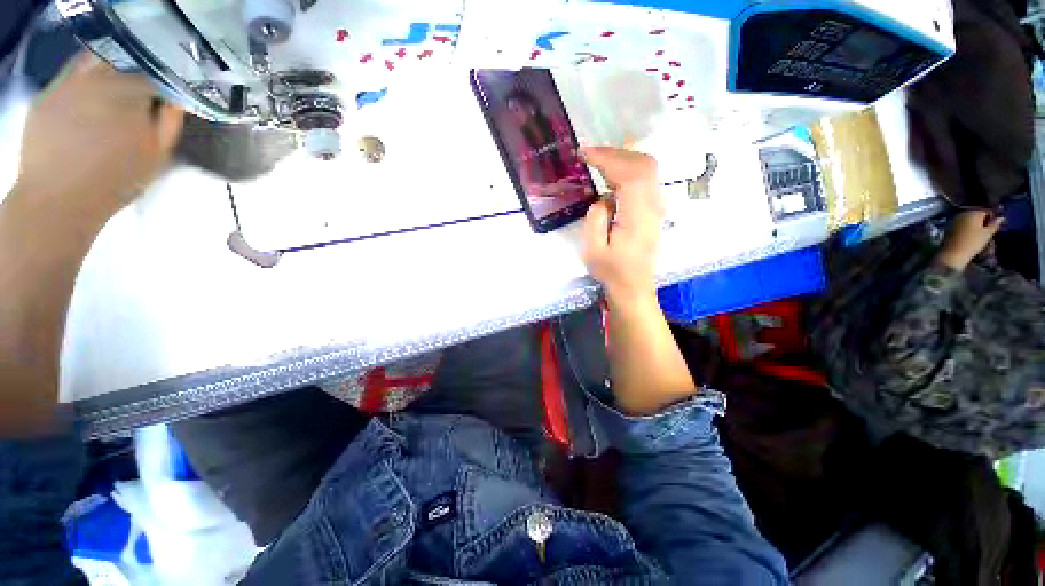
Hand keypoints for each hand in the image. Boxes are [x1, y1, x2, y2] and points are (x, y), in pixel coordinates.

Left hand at [16, 52, 182, 217]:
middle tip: (137, 93)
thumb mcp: (156, 156)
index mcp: (129, 94)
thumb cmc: (116, 180)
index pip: (153, 77)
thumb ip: (169, 123)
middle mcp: (97, 79)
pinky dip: (81, 82)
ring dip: (106, 70)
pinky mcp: (45, 96)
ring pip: (92, 61)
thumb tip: (175, 100)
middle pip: (121, 62)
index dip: (161, 86)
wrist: (60, 199)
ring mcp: (67, 85)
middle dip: (133, 74)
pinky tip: (86, 101)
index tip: (164, 99)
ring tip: (111, 91)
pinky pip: (68, 77)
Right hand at [580, 146, 662, 300]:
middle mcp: (653, 205)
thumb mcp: (594, 251)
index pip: (630, 174)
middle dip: (615, 153)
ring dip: (622, 158)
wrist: (633, 285)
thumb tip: (602, 199)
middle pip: (643, 164)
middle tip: (589, 154)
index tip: (584, 153)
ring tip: (597, 160)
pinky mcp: (654, 208)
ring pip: (647, 168)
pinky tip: (611, 175)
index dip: (607, 158)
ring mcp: (657, 206)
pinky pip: (645, 179)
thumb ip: (595, 220)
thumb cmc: (611, 271)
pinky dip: (628, 169)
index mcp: (638, 216)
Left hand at [936, 210, 1003, 270]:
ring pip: (969, 219)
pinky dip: (967, 227)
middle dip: (983, 221)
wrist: (953, 253)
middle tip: (988, 230)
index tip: (996, 225)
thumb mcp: (987, 234)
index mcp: (973, 212)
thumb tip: (1001, 217)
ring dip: (975, 224)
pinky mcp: (949, 226)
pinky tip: (970, 235)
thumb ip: (994, 224)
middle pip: (977, 214)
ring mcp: (955, 219)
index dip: (993, 217)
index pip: (986, 211)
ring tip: (980, 234)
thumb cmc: (972, 243)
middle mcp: (963, 213)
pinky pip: (961, 224)